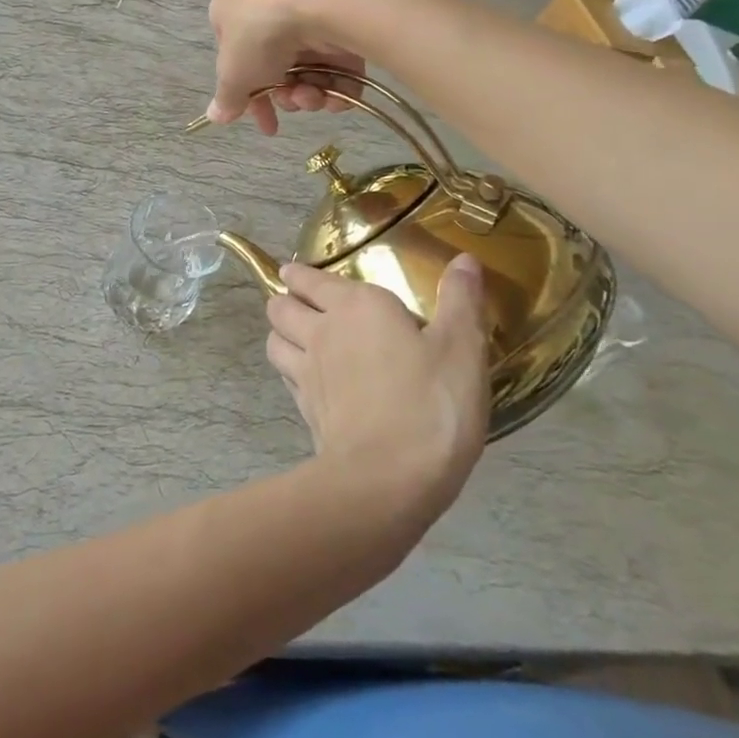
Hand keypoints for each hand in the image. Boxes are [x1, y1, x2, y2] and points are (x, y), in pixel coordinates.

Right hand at [206, 0, 366, 134]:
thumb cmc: (260, 33)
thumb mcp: (233, 74)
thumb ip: (226, 98)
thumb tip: (215, 116)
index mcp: (231, 13)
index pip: (237, 61)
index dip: (251, 98)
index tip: (267, 124)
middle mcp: (269, 9)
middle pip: (276, 68)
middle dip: (286, 96)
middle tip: (294, 102)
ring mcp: (308, 12)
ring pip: (310, 67)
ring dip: (311, 93)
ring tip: (315, 96)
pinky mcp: (344, 19)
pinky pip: (341, 61)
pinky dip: (340, 85)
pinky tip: (339, 96)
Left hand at [266, 257, 491, 506]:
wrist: (388, 478)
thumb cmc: (431, 403)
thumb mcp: (462, 348)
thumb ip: (461, 301)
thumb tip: (464, 259)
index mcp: (355, 307)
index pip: (310, 279)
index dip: (299, 274)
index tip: (293, 272)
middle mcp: (321, 332)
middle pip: (280, 307)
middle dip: (284, 300)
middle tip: (297, 302)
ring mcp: (306, 373)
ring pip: (273, 341)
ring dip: (279, 334)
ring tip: (294, 336)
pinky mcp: (305, 410)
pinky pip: (285, 378)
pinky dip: (289, 371)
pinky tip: (306, 380)